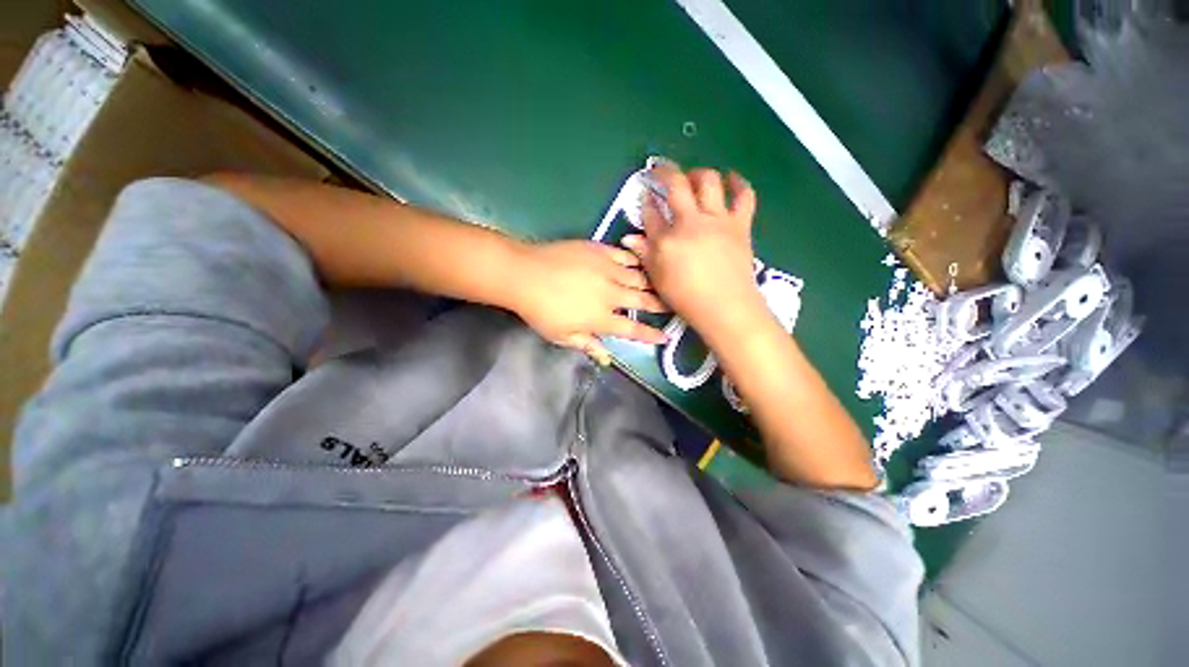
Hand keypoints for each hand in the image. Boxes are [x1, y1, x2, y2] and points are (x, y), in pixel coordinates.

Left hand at [508, 240, 667, 361]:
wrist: (524, 274)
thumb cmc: (540, 310)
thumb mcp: (562, 336)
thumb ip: (587, 345)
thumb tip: (607, 357)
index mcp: (601, 318)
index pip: (633, 329)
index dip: (651, 334)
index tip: (666, 337)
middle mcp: (610, 295)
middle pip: (643, 301)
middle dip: (660, 305)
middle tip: (671, 305)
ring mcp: (606, 270)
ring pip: (639, 277)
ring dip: (652, 282)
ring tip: (662, 283)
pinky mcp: (599, 251)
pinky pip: (625, 255)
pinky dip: (636, 260)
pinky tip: (642, 261)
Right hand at [623, 165, 766, 342]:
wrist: (726, 308)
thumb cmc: (687, 299)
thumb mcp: (658, 279)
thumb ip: (645, 256)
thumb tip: (630, 238)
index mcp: (667, 240)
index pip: (652, 213)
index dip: (646, 201)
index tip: (645, 196)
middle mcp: (690, 223)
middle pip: (676, 185)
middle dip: (664, 172)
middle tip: (660, 171)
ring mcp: (717, 221)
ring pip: (708, 181)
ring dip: (698, 173)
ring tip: (693, 176)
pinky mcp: (740, 224)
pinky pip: (743, 196)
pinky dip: (739, 183)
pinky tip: (732, 178)